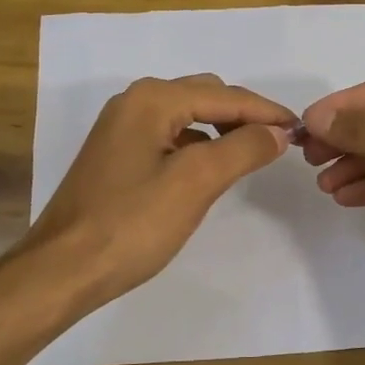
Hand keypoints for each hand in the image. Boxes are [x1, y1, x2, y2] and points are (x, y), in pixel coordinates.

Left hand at [24, 74, 296, 305]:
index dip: (266, 111)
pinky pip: (170, 136)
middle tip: (278, 143)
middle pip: (205, 97)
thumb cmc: (131, 224)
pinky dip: (198, 145)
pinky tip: (210, 169)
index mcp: (151, 100)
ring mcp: (121, 129)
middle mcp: (134, 103)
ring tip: (252, 154)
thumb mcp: (196, 182)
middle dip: (244, 116)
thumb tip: (276, 132)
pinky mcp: (117, 155)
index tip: (301, 129)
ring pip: (187, 116)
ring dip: (222, 130)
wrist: (62, 269)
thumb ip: (242, 149)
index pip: (224, 96)